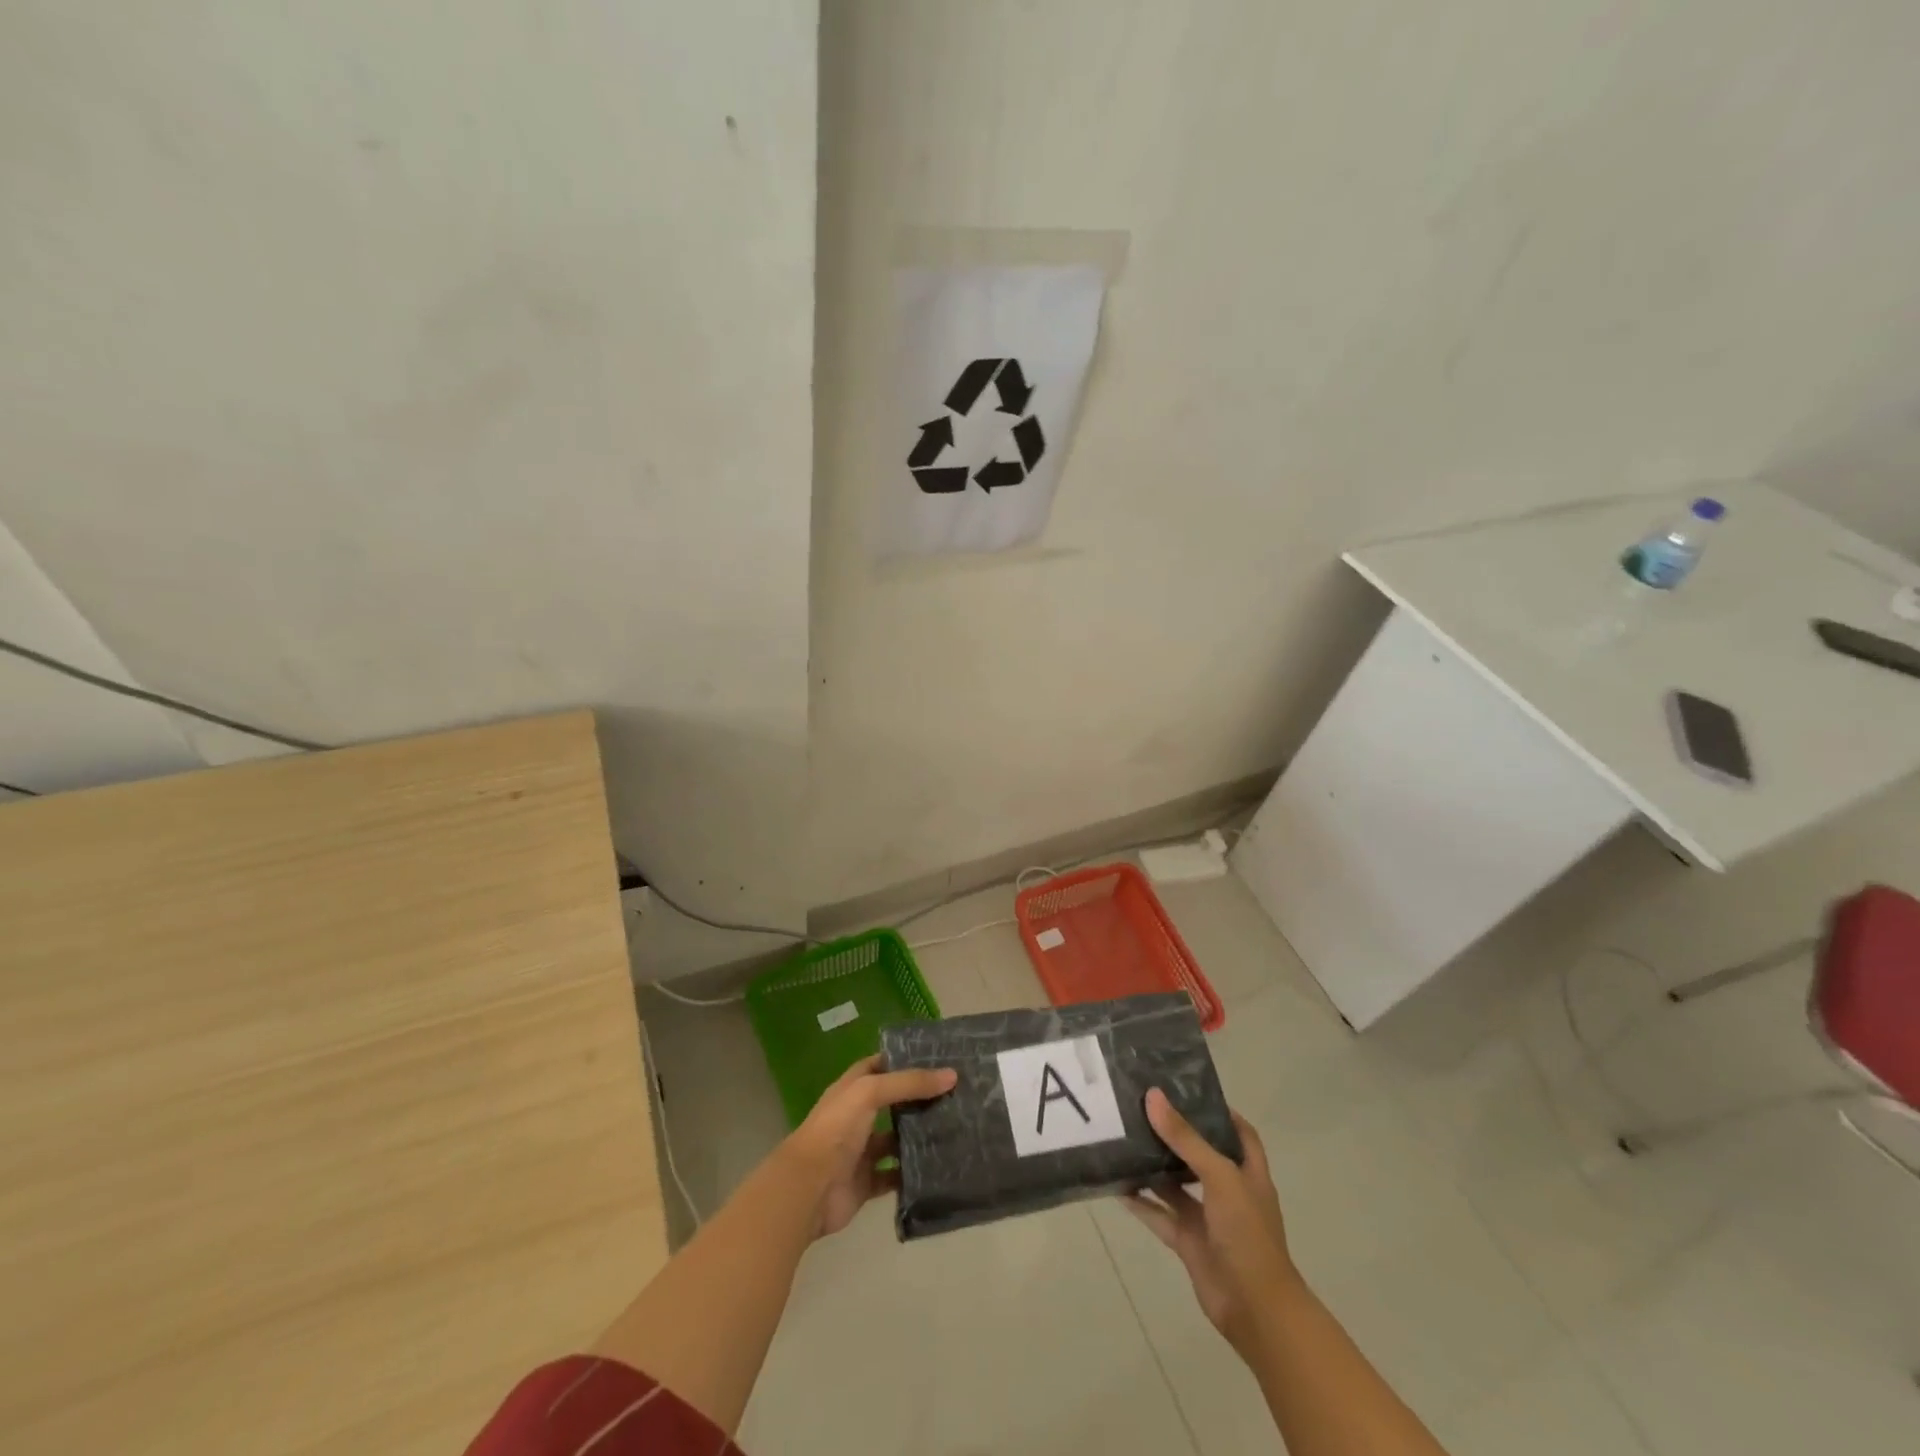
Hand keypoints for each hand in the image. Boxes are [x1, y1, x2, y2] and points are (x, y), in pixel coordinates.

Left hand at [782, 1054, 956, 1237]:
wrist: (809, 1188)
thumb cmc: (836, 1129)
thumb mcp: (870, 1092)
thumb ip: (909, 1083)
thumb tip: (952, 1075)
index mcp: (852, 1089)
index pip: (880, 1066)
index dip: (904, 1060)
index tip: (938, 1058)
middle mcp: (857, 1117)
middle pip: (893, 1102)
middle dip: (919, 1099)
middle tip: (956, 1094)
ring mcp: (862, 1150)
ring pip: (897, 1139)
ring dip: (919, 1136)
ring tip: (955, 1128)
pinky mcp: (868, 1182)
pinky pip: (896, 1175)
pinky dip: (913, 1173)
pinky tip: (939, 1166)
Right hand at [1124, 1088, 1299, 1355]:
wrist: (1255, 1309)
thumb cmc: (1247, 1234)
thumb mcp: (1220, 1176)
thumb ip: (1185, 1138)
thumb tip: (1154, 1096)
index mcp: (1248, 1173)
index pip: (1239, 1133)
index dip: (1220, 1112)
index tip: (1189, 1090)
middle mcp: (1229, 1191)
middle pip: (1201, 1155)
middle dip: (1176, 1135)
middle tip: (1143, 1108)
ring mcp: (1209, 1219)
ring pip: (1177, 1185)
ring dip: (1154, 1167)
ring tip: (1124, 1138)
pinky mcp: (1189, 1242)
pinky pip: (1161, 1216)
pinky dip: (1142, 1203)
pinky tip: (1118, 1186)